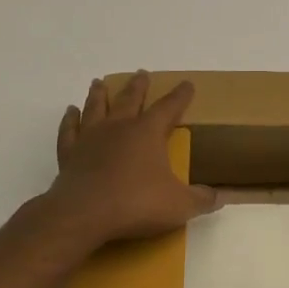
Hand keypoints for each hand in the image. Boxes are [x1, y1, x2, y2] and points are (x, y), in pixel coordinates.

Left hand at [43, 72, 217, 257]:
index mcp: (148, 132)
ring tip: (99, 83)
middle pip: (129, 99)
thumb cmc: (135, 203)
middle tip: (141, 72)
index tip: (187, 84)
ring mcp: (91, 138)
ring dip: (99, 94)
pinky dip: (70, 120)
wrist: (82, 215)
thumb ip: (201, 199)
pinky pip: (69, 131)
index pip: (169, 107)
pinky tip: (71, 112)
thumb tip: (219, 197)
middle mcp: (119, 127)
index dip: (180, 95)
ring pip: (96, 107)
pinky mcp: (69, 154)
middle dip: (138, 86)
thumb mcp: (179, 205)